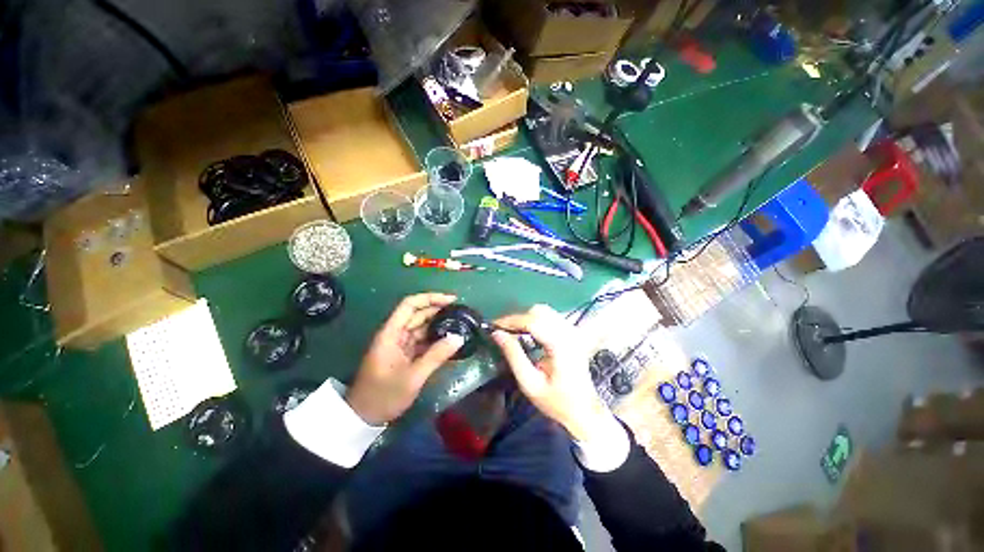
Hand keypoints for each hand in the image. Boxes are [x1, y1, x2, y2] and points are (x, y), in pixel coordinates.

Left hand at [347, 293, 462, 424]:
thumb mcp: (413, 377)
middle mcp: (395, 334)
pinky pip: (421, 340)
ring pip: (421, 327)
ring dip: (438, 323)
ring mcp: (399, 344)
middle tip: (460, 311)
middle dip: (438, 309)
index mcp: (391, 333)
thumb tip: (459, 338)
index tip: (451, 300)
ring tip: (458, 323)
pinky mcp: (404, 354)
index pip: (410, 305)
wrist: (363, 418)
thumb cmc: (384, 396)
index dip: (430, 298)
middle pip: (417, 313)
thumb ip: (436, 355)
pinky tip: (448, 340)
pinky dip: (434, 338)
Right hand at [490, 304, 608, 440]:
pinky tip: (527, 333)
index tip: (494, 326)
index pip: (533, 321)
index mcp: (561, 345)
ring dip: (526, 318)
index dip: (511, 321)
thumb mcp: (529, 383)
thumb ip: (513, 356)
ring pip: (544, 311)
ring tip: (512, 332)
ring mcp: (573, 331)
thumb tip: (497, 334)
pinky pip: (550, 317)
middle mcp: (569, 333)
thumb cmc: (556, 402)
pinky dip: (535, 320)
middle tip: (502, 331)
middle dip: (518, 319)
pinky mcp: (572, 333)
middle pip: (539, 311)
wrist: (584, 411)